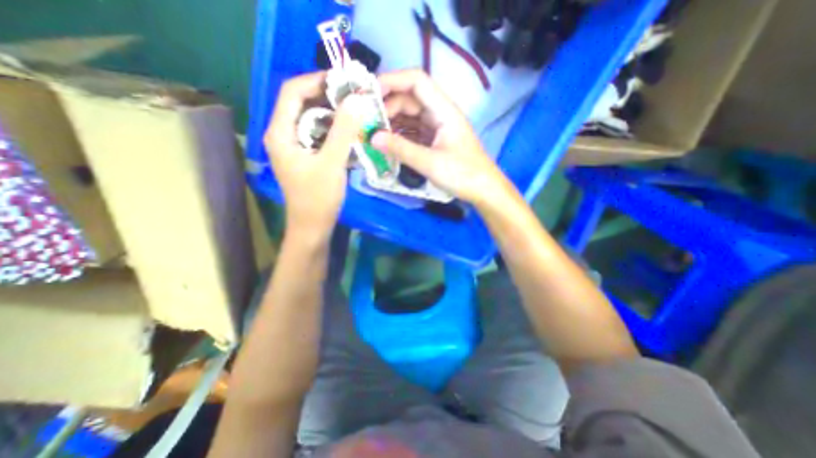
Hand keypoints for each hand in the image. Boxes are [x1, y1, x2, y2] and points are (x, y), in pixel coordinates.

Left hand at [265, 71, 359, 238]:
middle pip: (302, 103)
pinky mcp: (306, 155)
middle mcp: (283, 134)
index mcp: (281, 133)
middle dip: (328, 96)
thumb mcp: (332, 163)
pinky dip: (333, 128)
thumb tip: (355, 100)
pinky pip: (318, 133)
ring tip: (355, 111)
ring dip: (333, 113)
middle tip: (354, 97)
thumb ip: (343, 131)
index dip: (316, 80)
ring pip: (312, 118)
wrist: (313, 226)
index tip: (343, 81)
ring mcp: (294, 146)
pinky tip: (349, 131)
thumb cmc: (319, 198)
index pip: (292, 91)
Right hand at [372, 68, 515, 204]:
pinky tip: (387, 144)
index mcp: (444, 110)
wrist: (483, 190)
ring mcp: (437, 128)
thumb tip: (373, 137)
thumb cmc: (463, 175)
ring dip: (392, 122)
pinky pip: (413, 132)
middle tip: (366, 122)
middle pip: (410, 99)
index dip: (392, 80)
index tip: (369, 93)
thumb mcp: (430, 163)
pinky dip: (400, 136)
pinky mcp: (435, 141)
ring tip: (372, 133)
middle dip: (387, 107)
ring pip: (410, 116)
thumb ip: (401, 149)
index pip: (416, 81)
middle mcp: (440, 114)